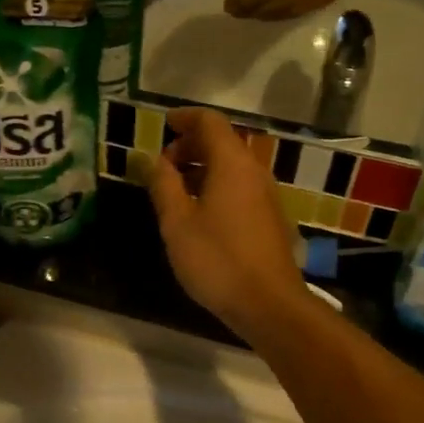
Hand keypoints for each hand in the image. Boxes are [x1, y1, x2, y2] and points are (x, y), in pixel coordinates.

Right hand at [148, 107, 308, 338]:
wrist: (269, 304)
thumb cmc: (217, 259)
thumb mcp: (178, 222)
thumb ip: (163, 184)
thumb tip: (152, 158)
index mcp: (232, 163)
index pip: (210, 122)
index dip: (184, 118)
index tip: (162, 125)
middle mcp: (255, 171)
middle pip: (223, 142)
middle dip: (190, 145)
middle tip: (162, 167)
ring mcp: (267, 195)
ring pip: (232, 166)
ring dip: (203, 168)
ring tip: (176, 191)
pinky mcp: (271, 217)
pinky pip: (241, 186)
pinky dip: (217, 185)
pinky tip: (200, 213)